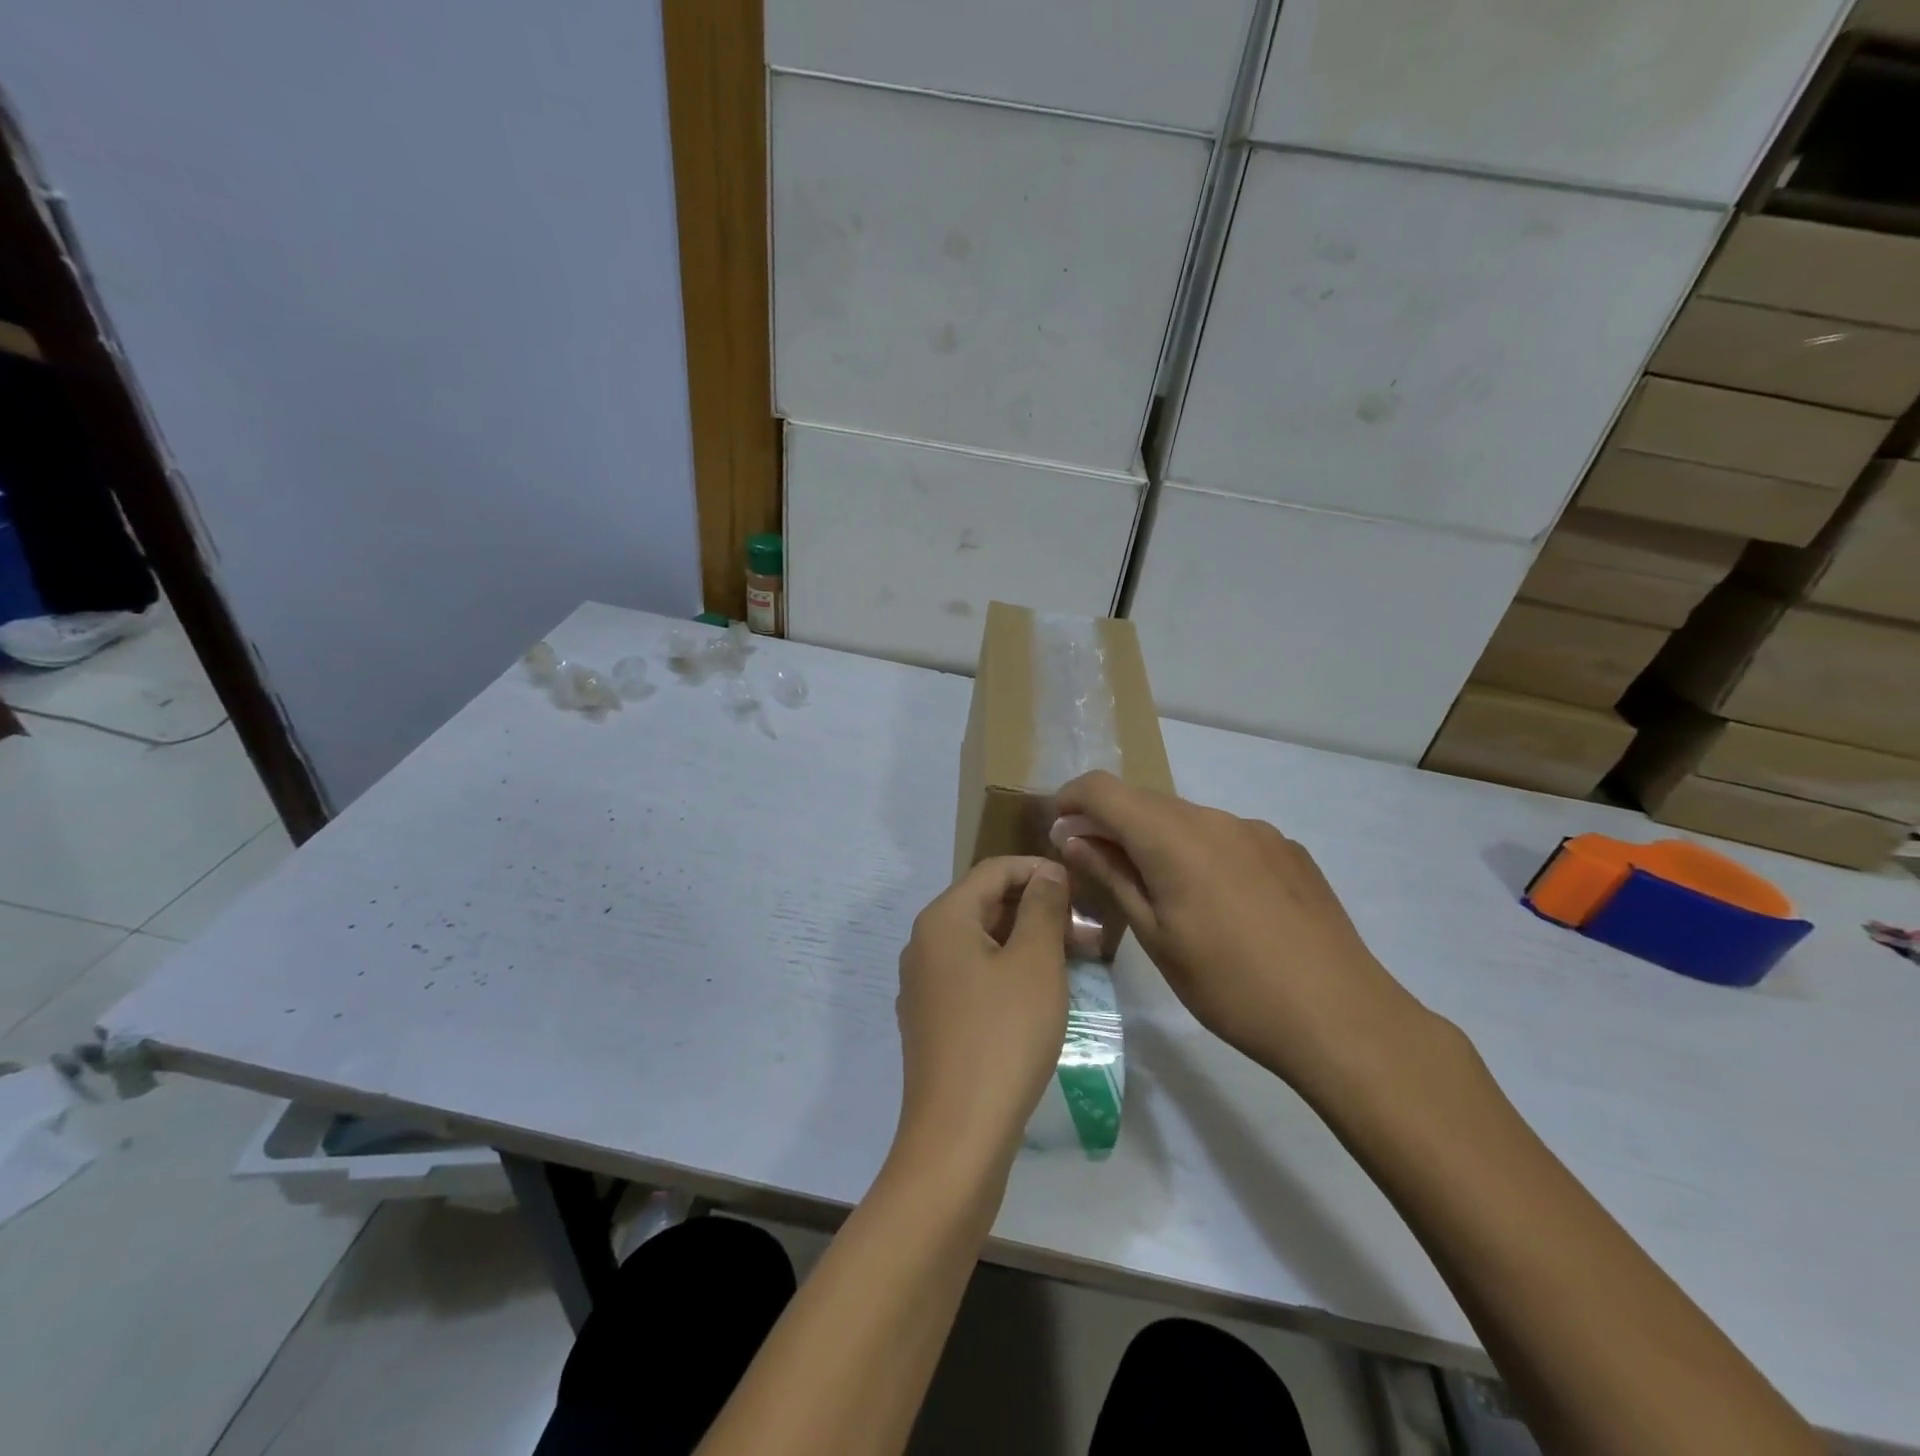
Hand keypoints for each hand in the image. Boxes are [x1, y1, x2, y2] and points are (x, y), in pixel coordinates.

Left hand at [894, 857, 1071, 1170]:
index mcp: (943, 919)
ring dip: (1028, 944)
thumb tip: (1047, 873)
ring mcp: (924, 985)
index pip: (993, 870)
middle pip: (986, 905)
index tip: (1081, 890)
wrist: (958, 1135)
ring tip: (1074, 964)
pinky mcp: (932, 1020)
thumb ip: (1043, 908)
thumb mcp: (1036, 963)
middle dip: (1038, 911)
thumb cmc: (1003, 1036)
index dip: (1039, 871)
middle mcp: (924, 944)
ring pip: (982, 944)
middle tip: (1087, 935)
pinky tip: (1040, 996)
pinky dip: (1008, 973)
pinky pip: (973, 977)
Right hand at [1053, 771, 1426, 1098]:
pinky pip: (1227, 835)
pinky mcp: (1288, 849)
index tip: (1060, 830)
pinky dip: (1201, 851)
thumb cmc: (1230, 986)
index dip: (1072, 799)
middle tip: (1099, 867)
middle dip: (1112, 823)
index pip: (1104, 789)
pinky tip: (1218, 903)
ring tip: (1161, 893)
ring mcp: (1257, 830)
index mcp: (1173, 837)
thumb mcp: (1156, 937)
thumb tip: (1072, 837)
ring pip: (1187, 819)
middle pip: (1146, 801)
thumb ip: (1111, 877)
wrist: (1340, 1016)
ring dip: (1158, 839)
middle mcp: (1214, 818)